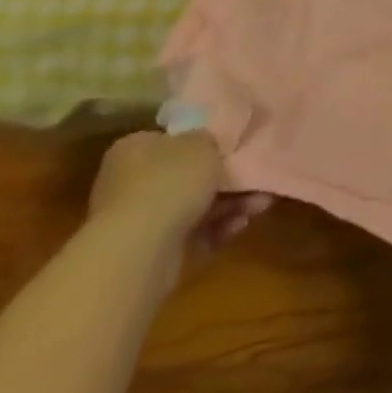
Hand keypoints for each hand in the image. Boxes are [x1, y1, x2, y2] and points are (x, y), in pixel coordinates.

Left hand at [88, 131, 268, 251]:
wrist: (138, 251)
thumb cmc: (170, 182)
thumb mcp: (203, 143)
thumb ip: (210, 139)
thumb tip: (209, 143)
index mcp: (135, 148)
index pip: (172, 139)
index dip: (204, 142)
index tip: (234, 147)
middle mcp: (130, 182)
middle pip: (186, 175)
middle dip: (226, 179)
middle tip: (257, 178)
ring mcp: (138, 220)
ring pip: (193, 205)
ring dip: (229, 204)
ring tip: (261, 204)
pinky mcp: (149, 252)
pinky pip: (190, 233)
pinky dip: (216, 229)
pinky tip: (240, 225)